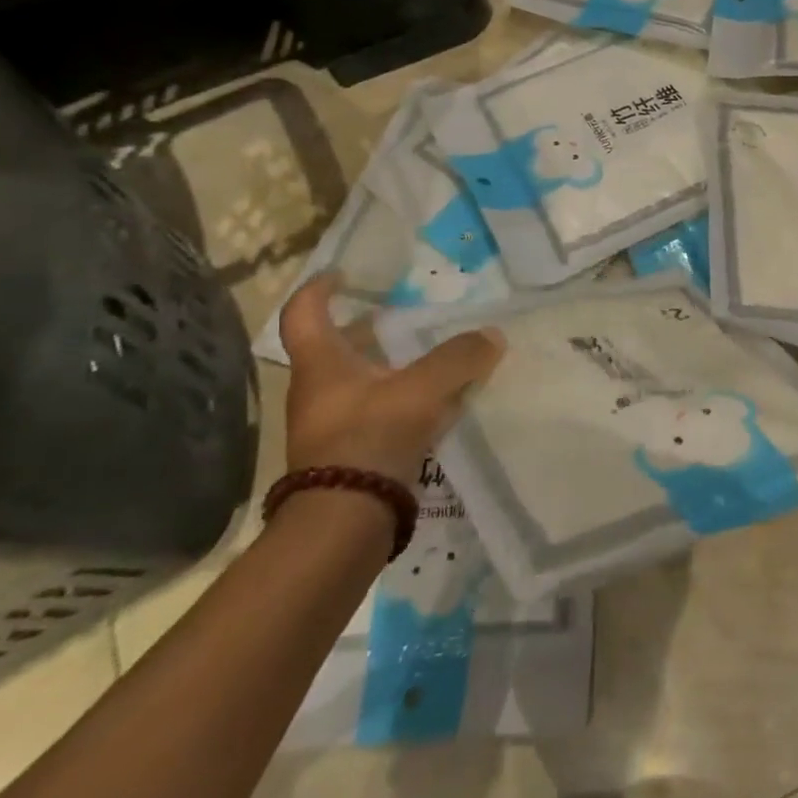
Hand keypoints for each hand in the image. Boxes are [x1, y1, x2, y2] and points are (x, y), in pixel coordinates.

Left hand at [278, 274, 504, 485]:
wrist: (345, 523)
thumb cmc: (371, 438)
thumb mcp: (422, 389)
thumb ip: (459, 358)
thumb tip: (491, 336)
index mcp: (323, 364)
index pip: (306, 313)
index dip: (320, 288)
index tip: (343, 274)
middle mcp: (319, 391)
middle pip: (337, 348)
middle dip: (369, 331)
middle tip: (405, 319)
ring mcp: (331, 426)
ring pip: (361, 382)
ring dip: (390, 367)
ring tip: (431, 359)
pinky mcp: (349, 455)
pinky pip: (377, 413)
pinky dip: (402, 400)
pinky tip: (436, 405)